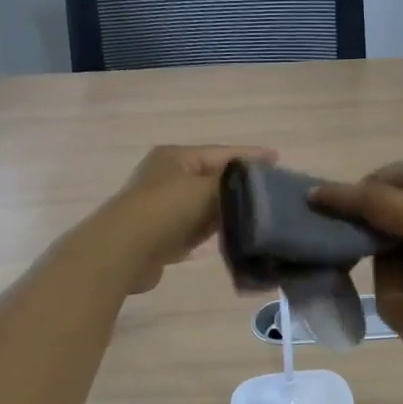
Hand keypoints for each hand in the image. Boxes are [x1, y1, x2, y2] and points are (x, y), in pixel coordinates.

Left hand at [100, 145, 275, 293]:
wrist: (124, 250)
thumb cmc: (166, 210)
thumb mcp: (206, 189)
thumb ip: (233, 184)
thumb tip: (254, 186)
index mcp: (176, 157)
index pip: (222, 153)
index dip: (251, 156)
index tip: (278, 159)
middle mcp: (166, 176)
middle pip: (211, 178)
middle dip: (239, 185)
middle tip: (271, 191)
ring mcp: (161, 206)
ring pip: (203, 205)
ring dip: (226, 210)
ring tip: (257, 214)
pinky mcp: (160, 234)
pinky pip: (194, 228)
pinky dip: (211, 231)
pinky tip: (230, 236)